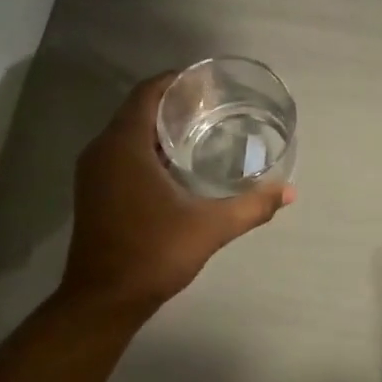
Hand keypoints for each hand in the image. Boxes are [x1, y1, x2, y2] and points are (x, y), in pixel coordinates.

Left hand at [59, 73, 293, 317]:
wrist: (103, 300)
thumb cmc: (152, 254)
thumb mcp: (210, 228)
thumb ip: (251, 206)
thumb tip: (288, 191)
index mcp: (124, 145)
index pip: (148, 92)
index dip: (177, 81)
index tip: (209, 84)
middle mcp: (102, 150)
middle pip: (138, 109)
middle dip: (174, 104)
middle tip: (215, 107)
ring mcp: (93, 172)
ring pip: (128, 133)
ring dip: (160, 128)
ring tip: (202, 131)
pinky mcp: (93, 191)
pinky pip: (120, 153)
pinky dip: (146, 149)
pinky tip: (176, 165)